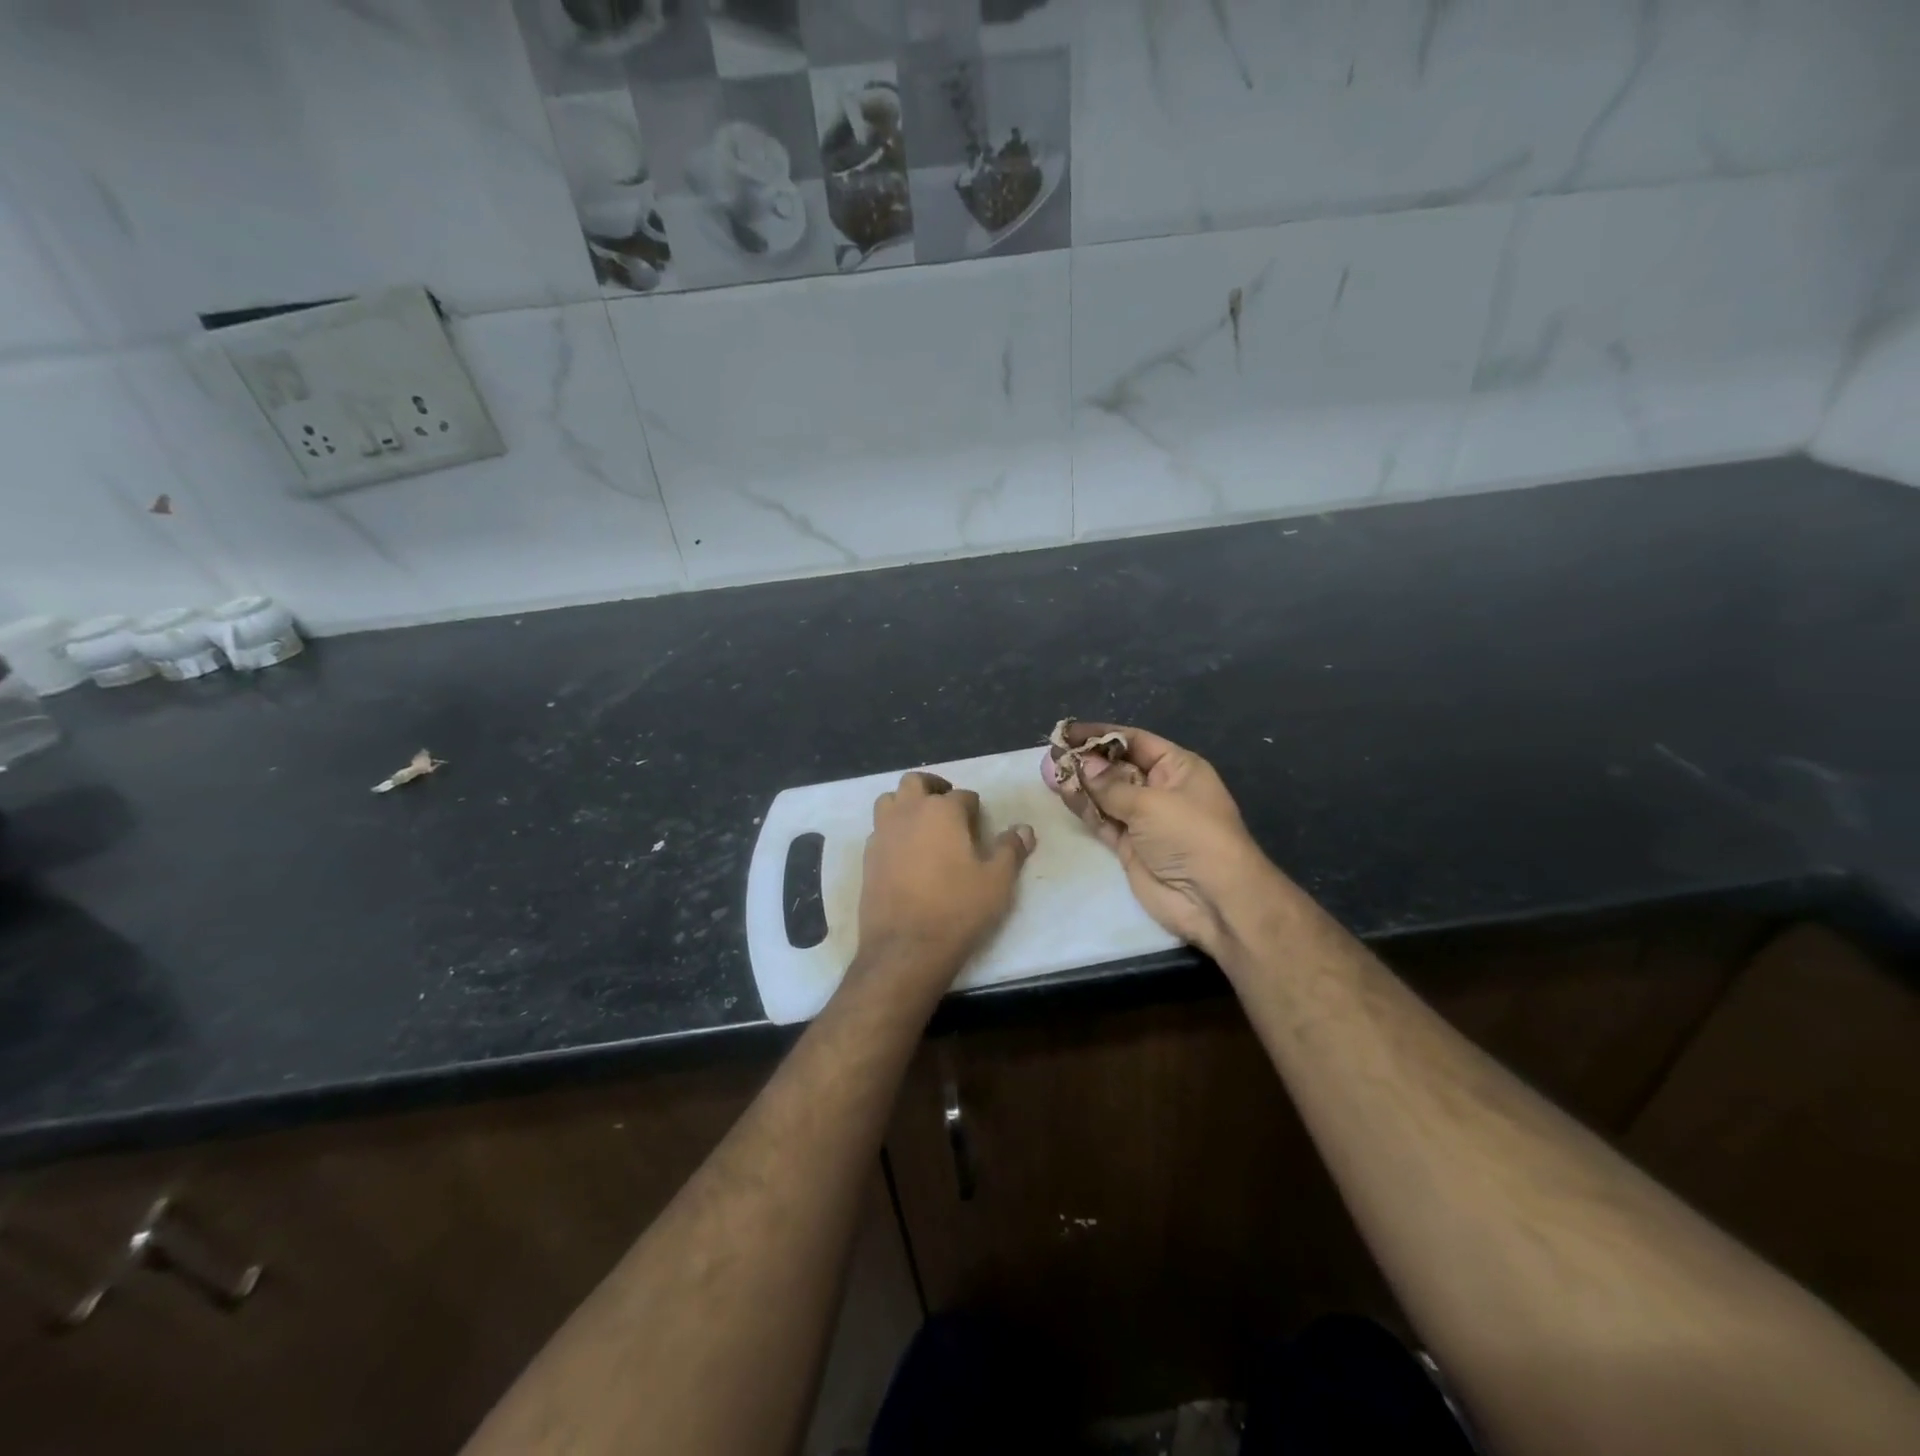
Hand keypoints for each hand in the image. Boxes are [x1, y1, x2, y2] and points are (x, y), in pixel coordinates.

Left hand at [855, 771, 1034, 988]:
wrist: (906, 947)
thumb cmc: (957, 908)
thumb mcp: (998, 881)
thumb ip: (1011, 849)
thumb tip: (1024, 829)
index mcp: (942, 811)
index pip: (962, 795)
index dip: (974, 808)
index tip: (980, 823)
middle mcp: (908, 812)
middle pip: (916, 782)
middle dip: (933, 788)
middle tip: (948, 807)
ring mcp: (883, 833)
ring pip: (890, 800)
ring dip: (906, 803)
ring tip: (922, 823)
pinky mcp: (868, 857)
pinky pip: (879, 830)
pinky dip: (892, 830)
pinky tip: (904, 852)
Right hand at [1045, 723, 1275, 954]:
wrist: (1213, 899)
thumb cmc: (1190, 835)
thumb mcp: (1150, 803)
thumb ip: (1111, 785)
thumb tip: (1083, 764)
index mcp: (1178, 768)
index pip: (1135, 741)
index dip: (1102, 735)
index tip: (1068, 731)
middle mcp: (1161, 789)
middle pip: (1118, 767)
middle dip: (1088, 760)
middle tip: (1053, 754)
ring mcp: (1145, 820)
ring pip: (1107, 795)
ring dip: (1082, 784)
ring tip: (1050, 772)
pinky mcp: (1130, 847)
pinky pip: (1103, 821)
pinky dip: (1085, 809)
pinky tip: (1064, 794)